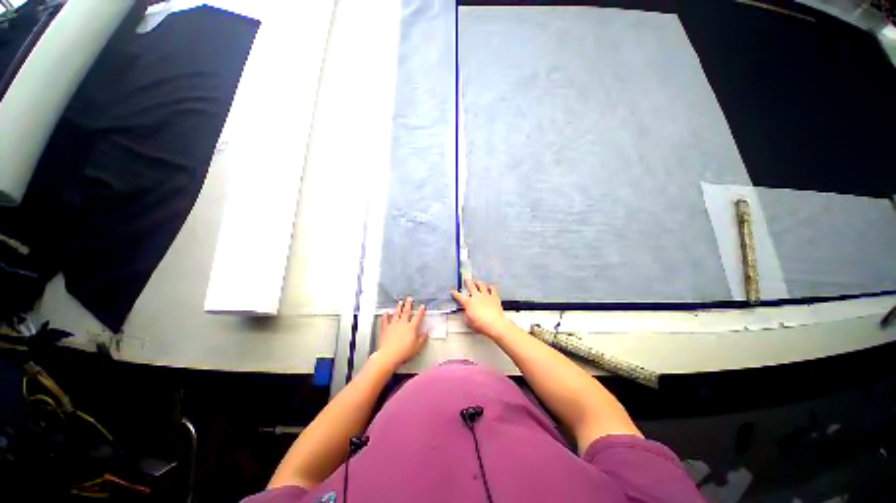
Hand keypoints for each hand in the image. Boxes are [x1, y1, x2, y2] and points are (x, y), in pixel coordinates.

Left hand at [376, 297, 426, 366]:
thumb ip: (422, 338)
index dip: (420, 311)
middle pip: (406, 312)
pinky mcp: (385, 329)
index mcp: (411, 327)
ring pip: (396, 314)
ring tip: (399, 302)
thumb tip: (425, 333)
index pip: (417, 317)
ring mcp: (393, 325)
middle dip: (408, 305)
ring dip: (398, 308)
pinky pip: (385, 320)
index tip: (422, 306)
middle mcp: (402, 324)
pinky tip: (386, 312)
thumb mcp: (417, 346)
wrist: (389, 355)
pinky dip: (385, 316)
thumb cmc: (404, 351)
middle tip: (409, 299)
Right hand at [451, 278, 515, 339]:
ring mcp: (486, 295)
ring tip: (477, 281)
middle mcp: (477, 296)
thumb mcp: (468, 322)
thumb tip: (463, 312)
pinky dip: (491, 287)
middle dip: (467, 282)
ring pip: (481, 285)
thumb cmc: (482, 325)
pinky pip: (492, 289)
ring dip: (478, 282)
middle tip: (466, 280)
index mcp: (468, 302)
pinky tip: (490, 286)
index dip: (455, 293)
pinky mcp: (494, 297)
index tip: (453, 291)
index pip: (459, 296)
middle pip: (470, 286)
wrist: (495, 324)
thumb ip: (464, 315)